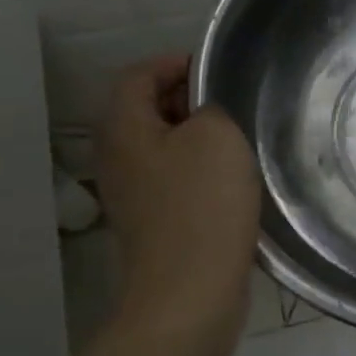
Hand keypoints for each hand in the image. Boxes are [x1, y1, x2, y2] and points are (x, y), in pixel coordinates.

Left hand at [95, 54, 260, 344]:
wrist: (190, 292)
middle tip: (230, 104)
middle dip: (186, 99)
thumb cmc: (202, 204)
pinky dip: (197, 169)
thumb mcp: (217, 135)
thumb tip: (204, 116)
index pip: (137, 74)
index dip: (173, 63)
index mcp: (123, 128)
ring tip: (237, 140)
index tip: (215, 71)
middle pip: (145, 109)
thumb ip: (211, 108)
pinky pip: (172, 178)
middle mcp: (117, 158)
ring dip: (196, 137)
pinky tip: (231, 181)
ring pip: (161, 146)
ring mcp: (132, 194)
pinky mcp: (152, 223)